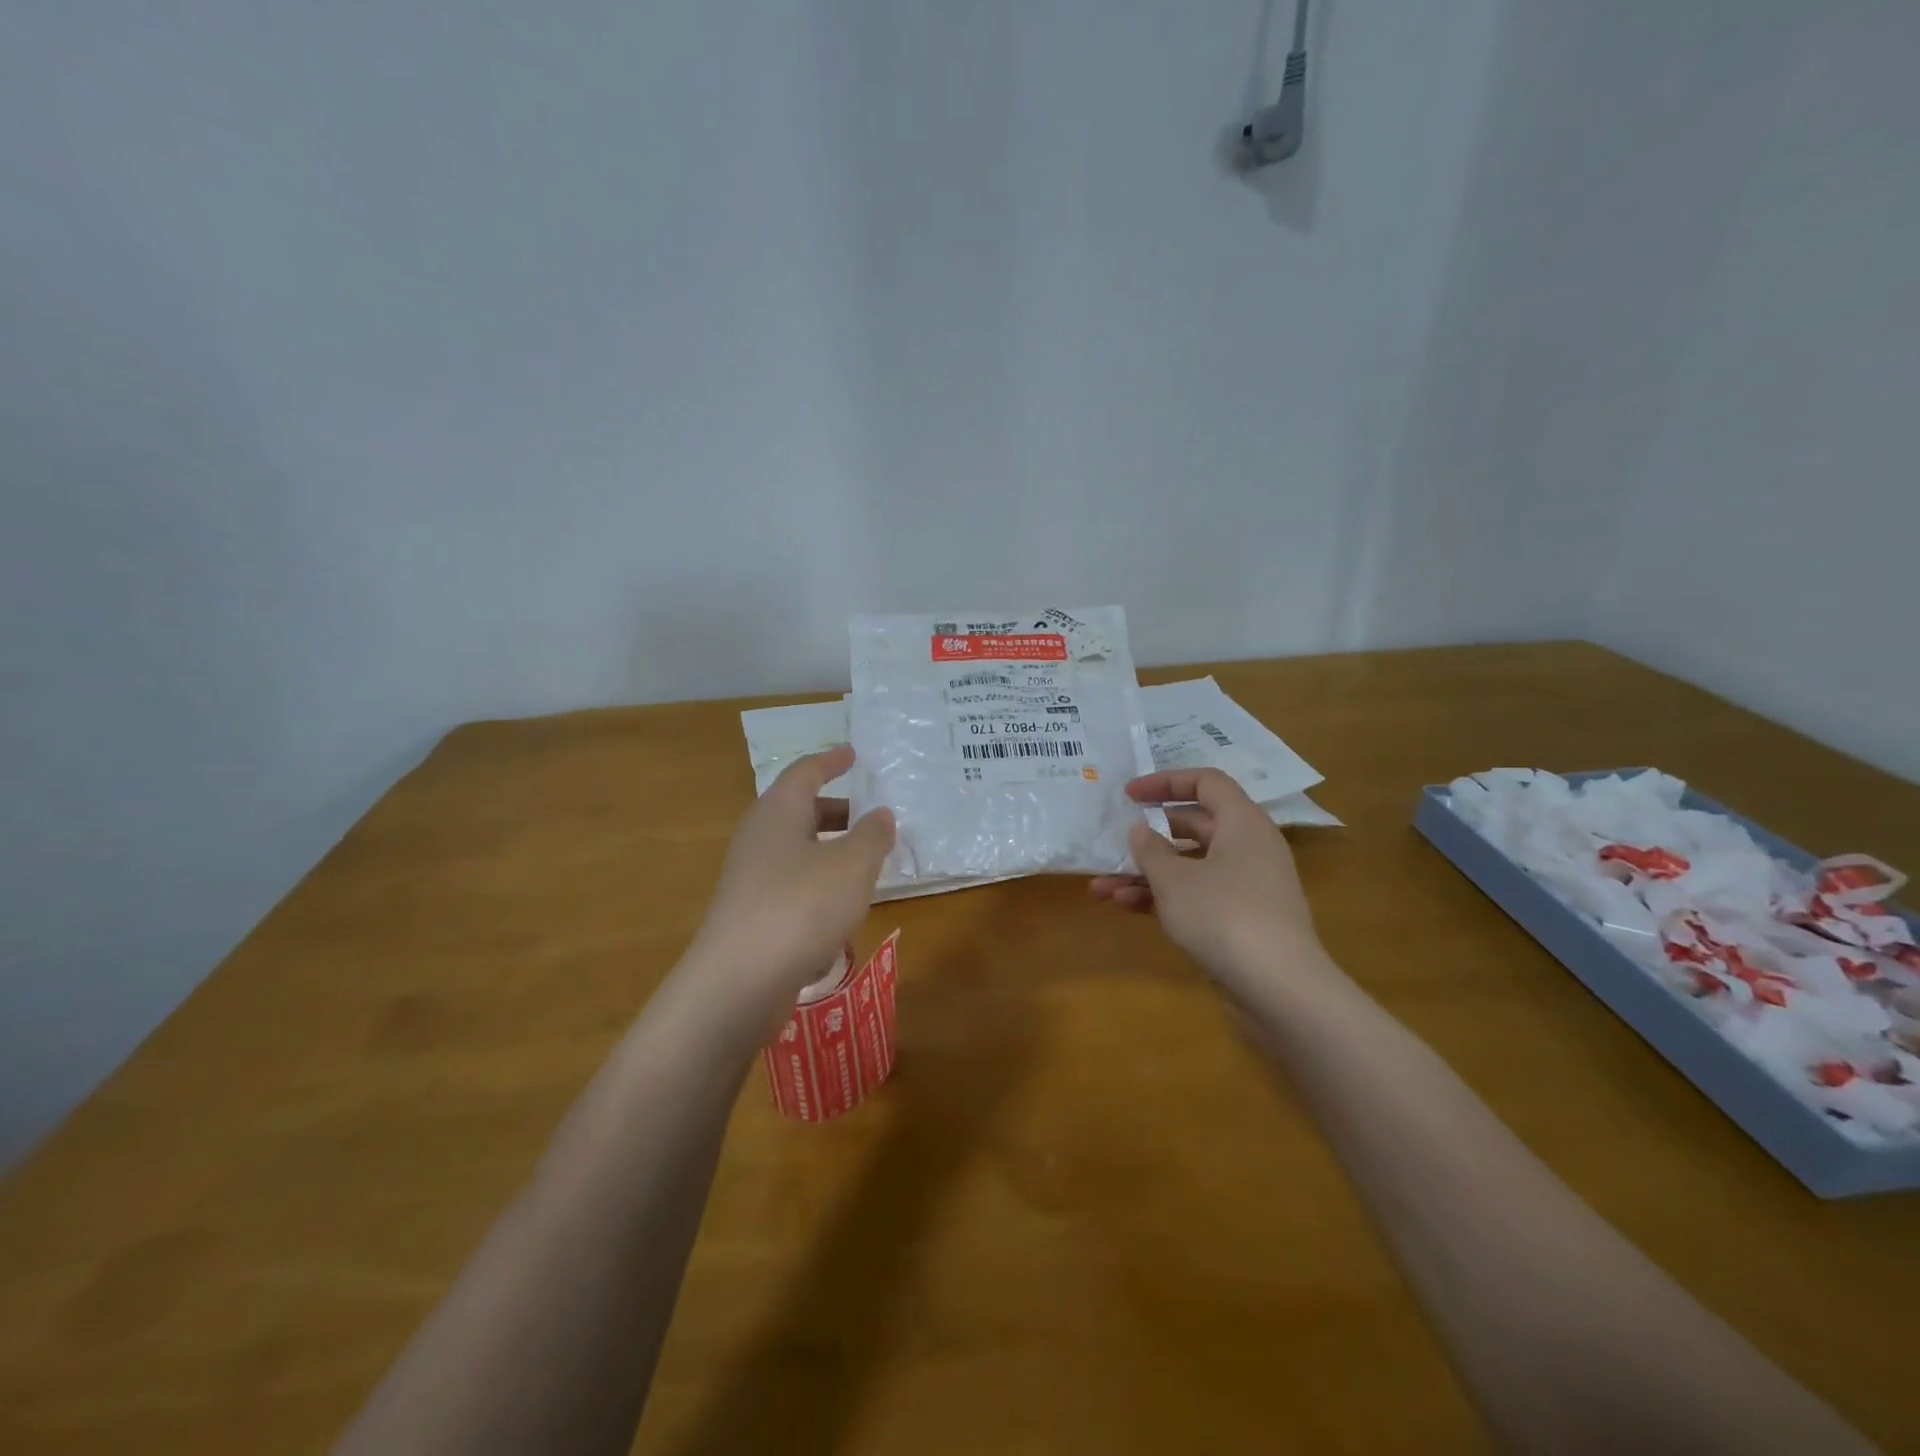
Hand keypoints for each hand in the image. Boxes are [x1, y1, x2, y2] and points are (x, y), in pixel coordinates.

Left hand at [686, 746, 893, 1018]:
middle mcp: (759, 838)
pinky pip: (792, 883)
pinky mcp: (752, 914)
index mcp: (778, 812)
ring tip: (866, 861)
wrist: (739, 982)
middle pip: (800, 810)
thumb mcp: (852, 865)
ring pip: (797, 849)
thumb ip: (872, 835)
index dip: (831, 761)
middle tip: (872, 814)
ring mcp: (751, 878)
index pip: (805, 772)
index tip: (853, 755)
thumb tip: (881, 815)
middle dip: (837, 809)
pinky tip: (843, 906)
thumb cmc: (801, 907)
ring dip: (831, 849)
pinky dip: (820, 882)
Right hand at [1091, 768, 1321, 995]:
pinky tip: (1125, 907)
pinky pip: (1196, 897)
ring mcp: (1246, 888)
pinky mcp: (1240, 922)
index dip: (1165, 782)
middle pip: (1195, 826)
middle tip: (1114, 841)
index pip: (1206, 782)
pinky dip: (1163, 898)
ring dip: (1146, 874)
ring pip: (1190, 867)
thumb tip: (1141, 830)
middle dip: (1149, 836)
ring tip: (1101, 887)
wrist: (1280, 990)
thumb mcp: (1174, 879)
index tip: (1129, 794)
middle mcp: (1249, 849)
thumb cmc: (1223, 915)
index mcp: (1242, 823)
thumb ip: (1150, 849)